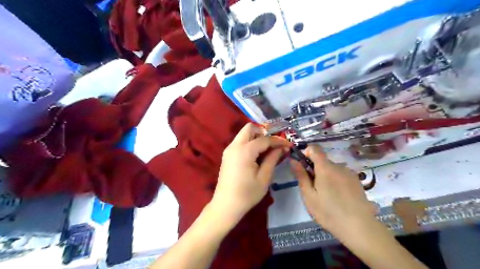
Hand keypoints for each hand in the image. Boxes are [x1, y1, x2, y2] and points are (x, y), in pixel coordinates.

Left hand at [213, 123, 288, 220]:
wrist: (226, 205)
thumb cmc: (247, 194)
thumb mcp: (264, 177)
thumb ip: (273, 159)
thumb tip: (282, 148)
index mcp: (244, 151)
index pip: (264, 139)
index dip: (278, 141)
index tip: (288, 145)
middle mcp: (234, 146)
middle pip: (250, 128)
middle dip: (264, 132)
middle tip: (274, 144)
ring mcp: (229, 150)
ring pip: (244, 134)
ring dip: (257, 137)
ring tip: (268, 150)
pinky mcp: (227, 155)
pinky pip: (240, 142)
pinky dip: (250, 143)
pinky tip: (257, 155)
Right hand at [288, 145, 378, 232]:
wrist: (359, 227)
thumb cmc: (328, 212)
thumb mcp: (309, 195)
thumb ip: (301, 175)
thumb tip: (293, 160)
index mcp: (325, 168)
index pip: (315, 149)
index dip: (306, 153)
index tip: (303, 166)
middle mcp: (338, 166)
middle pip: (323, 161)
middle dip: (315, 169)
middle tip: (313, 188)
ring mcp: (349, 173)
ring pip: (332, 169)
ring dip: (326, 176)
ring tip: (326, 196)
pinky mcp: (357, 181)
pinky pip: (341, 175)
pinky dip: (336, 181)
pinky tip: (338, 198)